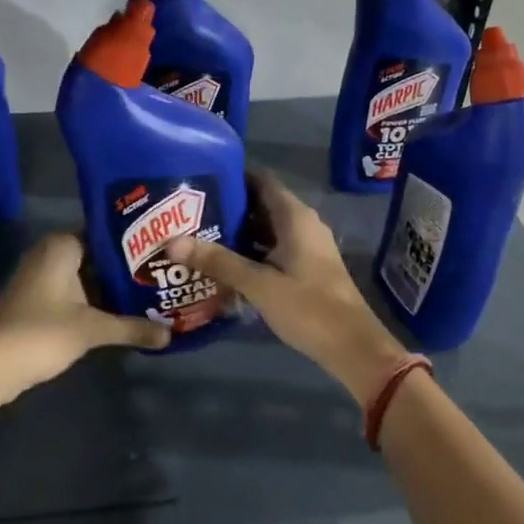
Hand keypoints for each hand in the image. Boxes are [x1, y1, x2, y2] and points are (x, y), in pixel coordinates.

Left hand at [0, 233, 170, 407]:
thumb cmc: (41, 333)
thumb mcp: (93, 329)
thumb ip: (133, 328)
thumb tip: (171, 334)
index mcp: (62, 245)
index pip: (107, 233)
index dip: (135, 243)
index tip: (163, 252)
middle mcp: (50, 253)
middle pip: (98, 256)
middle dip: (127, 269)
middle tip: (163, 275)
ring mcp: (41, 278)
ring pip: (87, 277)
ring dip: (112, 288)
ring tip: (151, 294)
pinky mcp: (36, 301)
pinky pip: (74, 293)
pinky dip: (95, 302)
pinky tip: (121, 314)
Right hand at [166, 170, 410, 406]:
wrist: (352, 347)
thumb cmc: (308, 307)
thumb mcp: (258, 284)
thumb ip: (217, 261)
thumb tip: (171, 241)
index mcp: (295, 217)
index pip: (261, 180)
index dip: (232, 177)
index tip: (199, 181)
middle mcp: (303, 224)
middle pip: (261, 204)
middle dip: (228, 207)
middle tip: (189, 211)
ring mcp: (306, 247)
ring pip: (267, 229)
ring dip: (238, 232)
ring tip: (198, 234)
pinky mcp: (306, 268)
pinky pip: (273, 248)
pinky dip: (251, 251)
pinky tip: (224, 263)